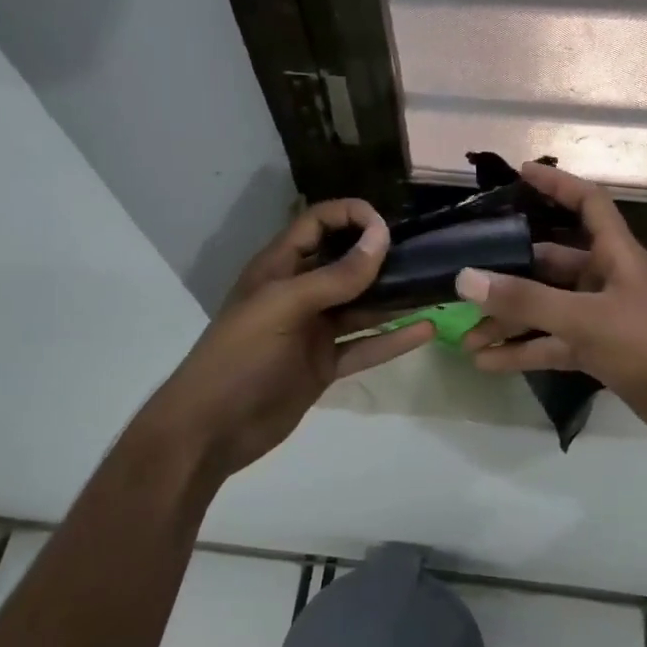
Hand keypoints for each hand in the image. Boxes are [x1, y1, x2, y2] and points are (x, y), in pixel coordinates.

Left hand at [138, 200, 433, 483]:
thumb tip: (381, 238)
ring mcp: (313, 330)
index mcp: (279, 267)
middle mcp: (299, 293)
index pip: (318, 223)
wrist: (212, 430)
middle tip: (424, 255)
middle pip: (345, 263)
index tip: (388, 226)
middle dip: (381, 256)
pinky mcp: (325, 364)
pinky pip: (365, 345)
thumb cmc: (241, 356)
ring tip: (434, 289)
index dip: (351, 216)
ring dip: (394, 298)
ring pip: (361, 306)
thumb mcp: (285, 307)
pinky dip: (393, 339)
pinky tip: (425, 330)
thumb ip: (335, 276)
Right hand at [456, 162, 646, 445]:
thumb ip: (525, 300)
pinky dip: (524, 351)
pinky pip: (553, 342)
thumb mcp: (585, 320)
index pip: (587, 203)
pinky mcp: (598, 350)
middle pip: (551, 263)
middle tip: (466, 282)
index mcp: (614, 254)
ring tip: (466, 338)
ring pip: (546, 308)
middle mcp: (605, 278)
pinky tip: (488, 363)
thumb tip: (466, 278)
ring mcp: (601, 316)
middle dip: (509, 275)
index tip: (520, 173)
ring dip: (510, 321)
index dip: (557, 184)